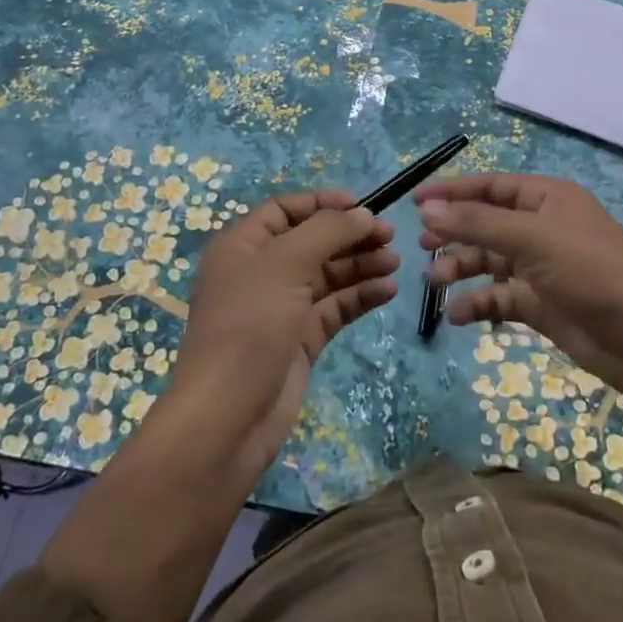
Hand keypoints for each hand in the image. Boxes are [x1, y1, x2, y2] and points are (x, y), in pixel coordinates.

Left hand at [171, 190, 397, 478]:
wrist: (228, 417)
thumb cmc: (249, 325)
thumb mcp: (286, 264)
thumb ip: (328, 231)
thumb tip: (364, 214)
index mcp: (241, 246)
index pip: (285, 210)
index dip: (322, 204)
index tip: (362, 206)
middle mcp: (260, 272)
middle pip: (311, 241)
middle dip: (349, 236)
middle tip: (390, 236)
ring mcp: (280, 308)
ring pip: (327, 276)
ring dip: (360, 265)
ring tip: (395, 263)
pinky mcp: (299, 341)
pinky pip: (334, 308)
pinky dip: (359, 296)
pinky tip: (387, 290)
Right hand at [416, 174, 622, 385]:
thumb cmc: (589, 270)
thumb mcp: (531, 238)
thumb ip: (477, 223)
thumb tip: (428, 209)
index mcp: (547, 199)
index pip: (491, 186)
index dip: (454, 192)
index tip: (416, 202)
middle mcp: (543, 227)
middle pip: (487, 223)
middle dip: (455, 233)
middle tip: (422, 245)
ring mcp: (542, 267)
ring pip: (490, 261)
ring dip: (462, 268)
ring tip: (434, 282)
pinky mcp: (541, 303)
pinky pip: (500, 297)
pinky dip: (479, 304)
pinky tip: (458, 315)